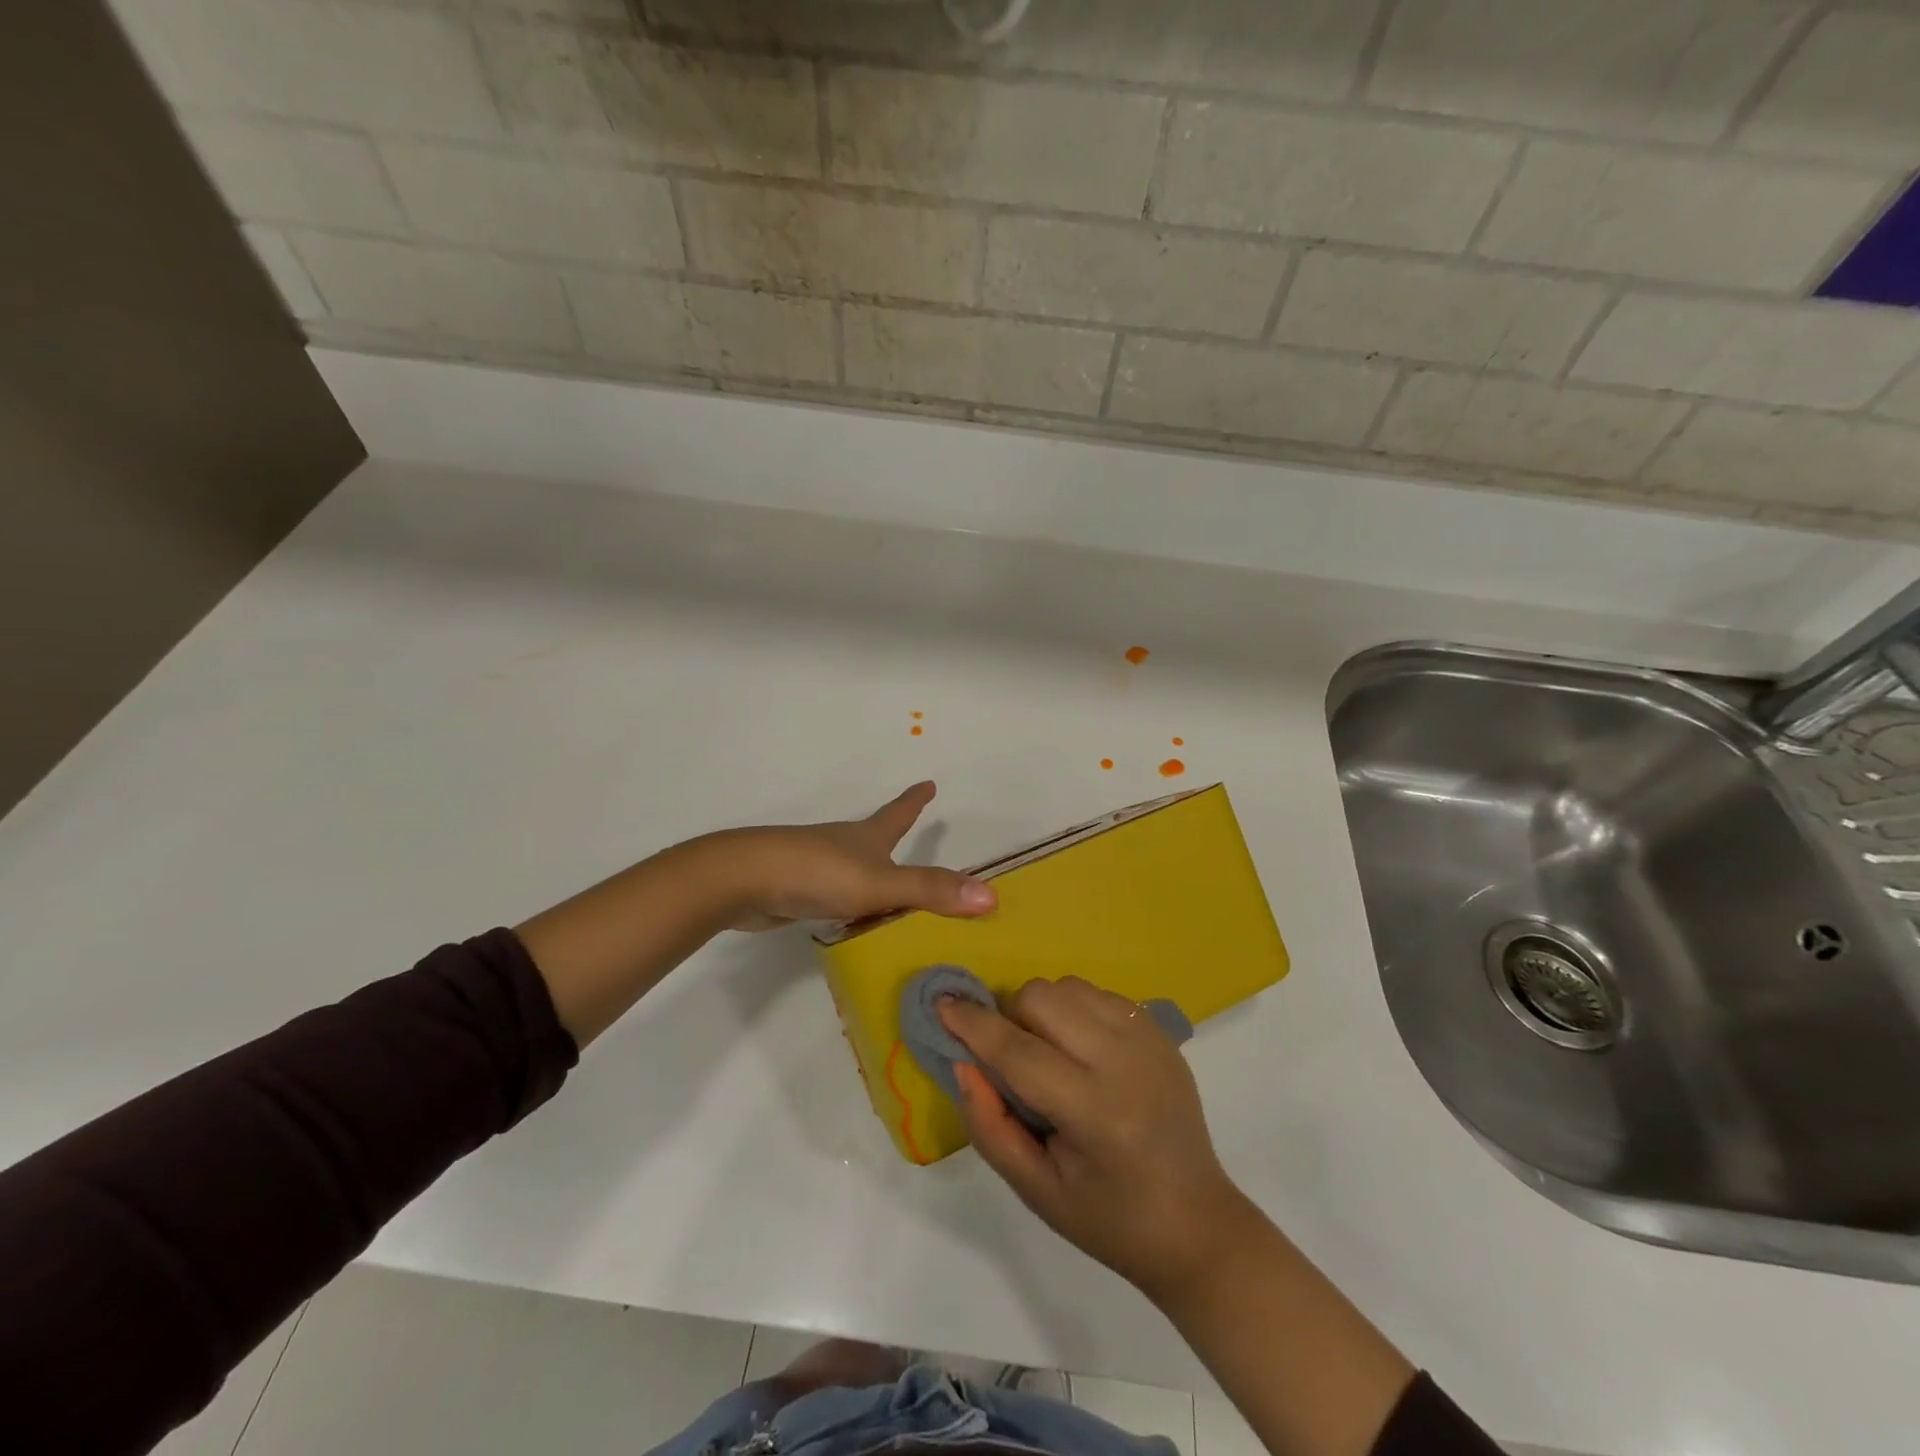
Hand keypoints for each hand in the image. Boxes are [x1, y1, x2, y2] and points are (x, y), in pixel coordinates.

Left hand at [706, 781, 995, 930]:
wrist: (744, 881)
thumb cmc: (817, 872)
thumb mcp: (880, 884)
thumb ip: (930, 891)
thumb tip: (990, 896)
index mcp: (867, 837)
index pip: (899, 813)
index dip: (915, 800)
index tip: (929, 782)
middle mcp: (845, 846)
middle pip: (876, 839)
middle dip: (894, 839)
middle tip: (914, 844)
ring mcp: (818, 867)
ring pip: (856, 871)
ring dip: (875, 879)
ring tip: (893, 900)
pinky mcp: (798, 891)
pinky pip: (836, 898)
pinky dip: (851, 908)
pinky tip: (852, 924)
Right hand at [940, 977, 1252, 1301]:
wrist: (1196, 1223)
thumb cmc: (1108, 1220)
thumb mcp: (1036, 1190)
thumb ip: (990, 1124)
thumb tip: (962, 1062)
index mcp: (1095, 1113)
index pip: (1019, 1052)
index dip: (973, 1025)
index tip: (941, 1004)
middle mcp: (1125, 1062)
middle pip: (1042, 999)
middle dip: (1009, 1016)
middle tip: (1008, 1054)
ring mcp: (1148, 1039)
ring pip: (1068, 986)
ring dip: (1041, 1009)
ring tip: (1047, 1052)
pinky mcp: (1160, 1030)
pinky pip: (1097, 992)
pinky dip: (1073, 1008)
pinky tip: (1079, 1048)